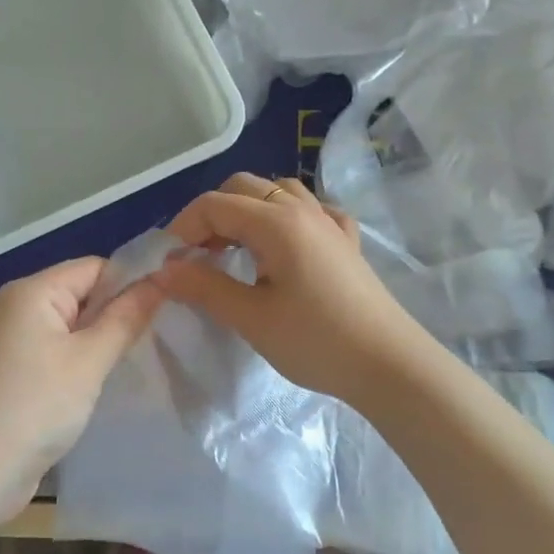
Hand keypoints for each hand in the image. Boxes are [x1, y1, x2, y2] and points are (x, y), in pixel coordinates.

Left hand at [0, 258, 164, 512]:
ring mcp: (11, 344)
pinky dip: (80, 365)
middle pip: (82, 296)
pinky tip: (103, 386)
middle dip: (119, 314)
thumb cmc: (33, 407)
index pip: (95, 268)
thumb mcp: (88, 361)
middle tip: (162, 337)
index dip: (133, 282)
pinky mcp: (11, 376)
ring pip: (70, 330)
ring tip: (140, 362)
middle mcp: (17, 309)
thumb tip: (161, 279)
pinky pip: (56, 356)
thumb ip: (126, 318)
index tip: (172, 306)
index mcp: (32, 292)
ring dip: (101, 343)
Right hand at [155, 173, 426, 406]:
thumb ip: (204, 287)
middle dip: (212, 214)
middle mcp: (303, 210)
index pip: (215, 204)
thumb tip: (163, 270)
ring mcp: (330, 223)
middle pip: (245, 187)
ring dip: (248, 210)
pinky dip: (287, 217)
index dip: (184, 228)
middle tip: (198, 255)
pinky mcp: (347, 242)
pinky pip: (311, 210)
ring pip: (279, 192)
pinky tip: (285, 244)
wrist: (389, 365)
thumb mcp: (251, 318)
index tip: (171, 263)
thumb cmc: (316, 341)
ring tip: (235, 248)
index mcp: (277, 222)